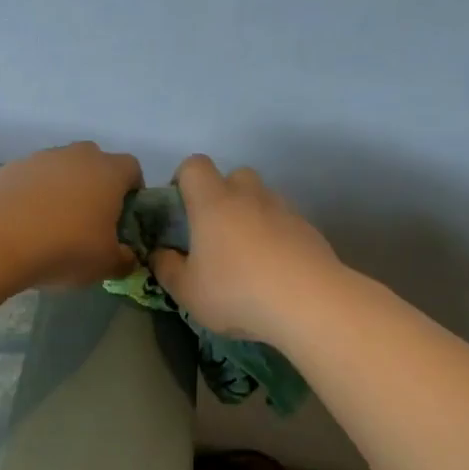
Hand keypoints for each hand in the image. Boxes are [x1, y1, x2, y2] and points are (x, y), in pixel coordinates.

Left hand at [0, 141, 143, 287]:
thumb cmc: (65, 248)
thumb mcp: (105, 265)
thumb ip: (124, 260)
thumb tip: (127, 257)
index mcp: (109, 172)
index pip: (132, 169)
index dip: (133, 192)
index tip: (124, 218)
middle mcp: (77, 156)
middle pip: (95, 164)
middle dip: (96, 188)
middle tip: (90, 222)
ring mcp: (40, 158)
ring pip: (61, 170)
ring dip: (62, 191)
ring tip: (52, 227)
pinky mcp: (9, 169)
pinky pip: (31, 181)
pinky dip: (33, 198)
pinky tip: (25, 226)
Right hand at [150, 156, 337, 340]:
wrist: (309, 303)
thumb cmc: (235, 292)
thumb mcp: (186, 291)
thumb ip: (166, 268)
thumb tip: (160, 253)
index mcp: (213, 203)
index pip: (194, 166)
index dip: (182, 180)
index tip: (179, 211)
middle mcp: (249, 196)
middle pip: (234, 177)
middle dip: (222, 196)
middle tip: (214, 234)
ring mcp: (283, 210)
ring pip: (262, 199)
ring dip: (250, 217)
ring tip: (245, 257)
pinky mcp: (308, 230)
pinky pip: (284, 223)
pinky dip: (275, 237)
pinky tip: (272, 271)